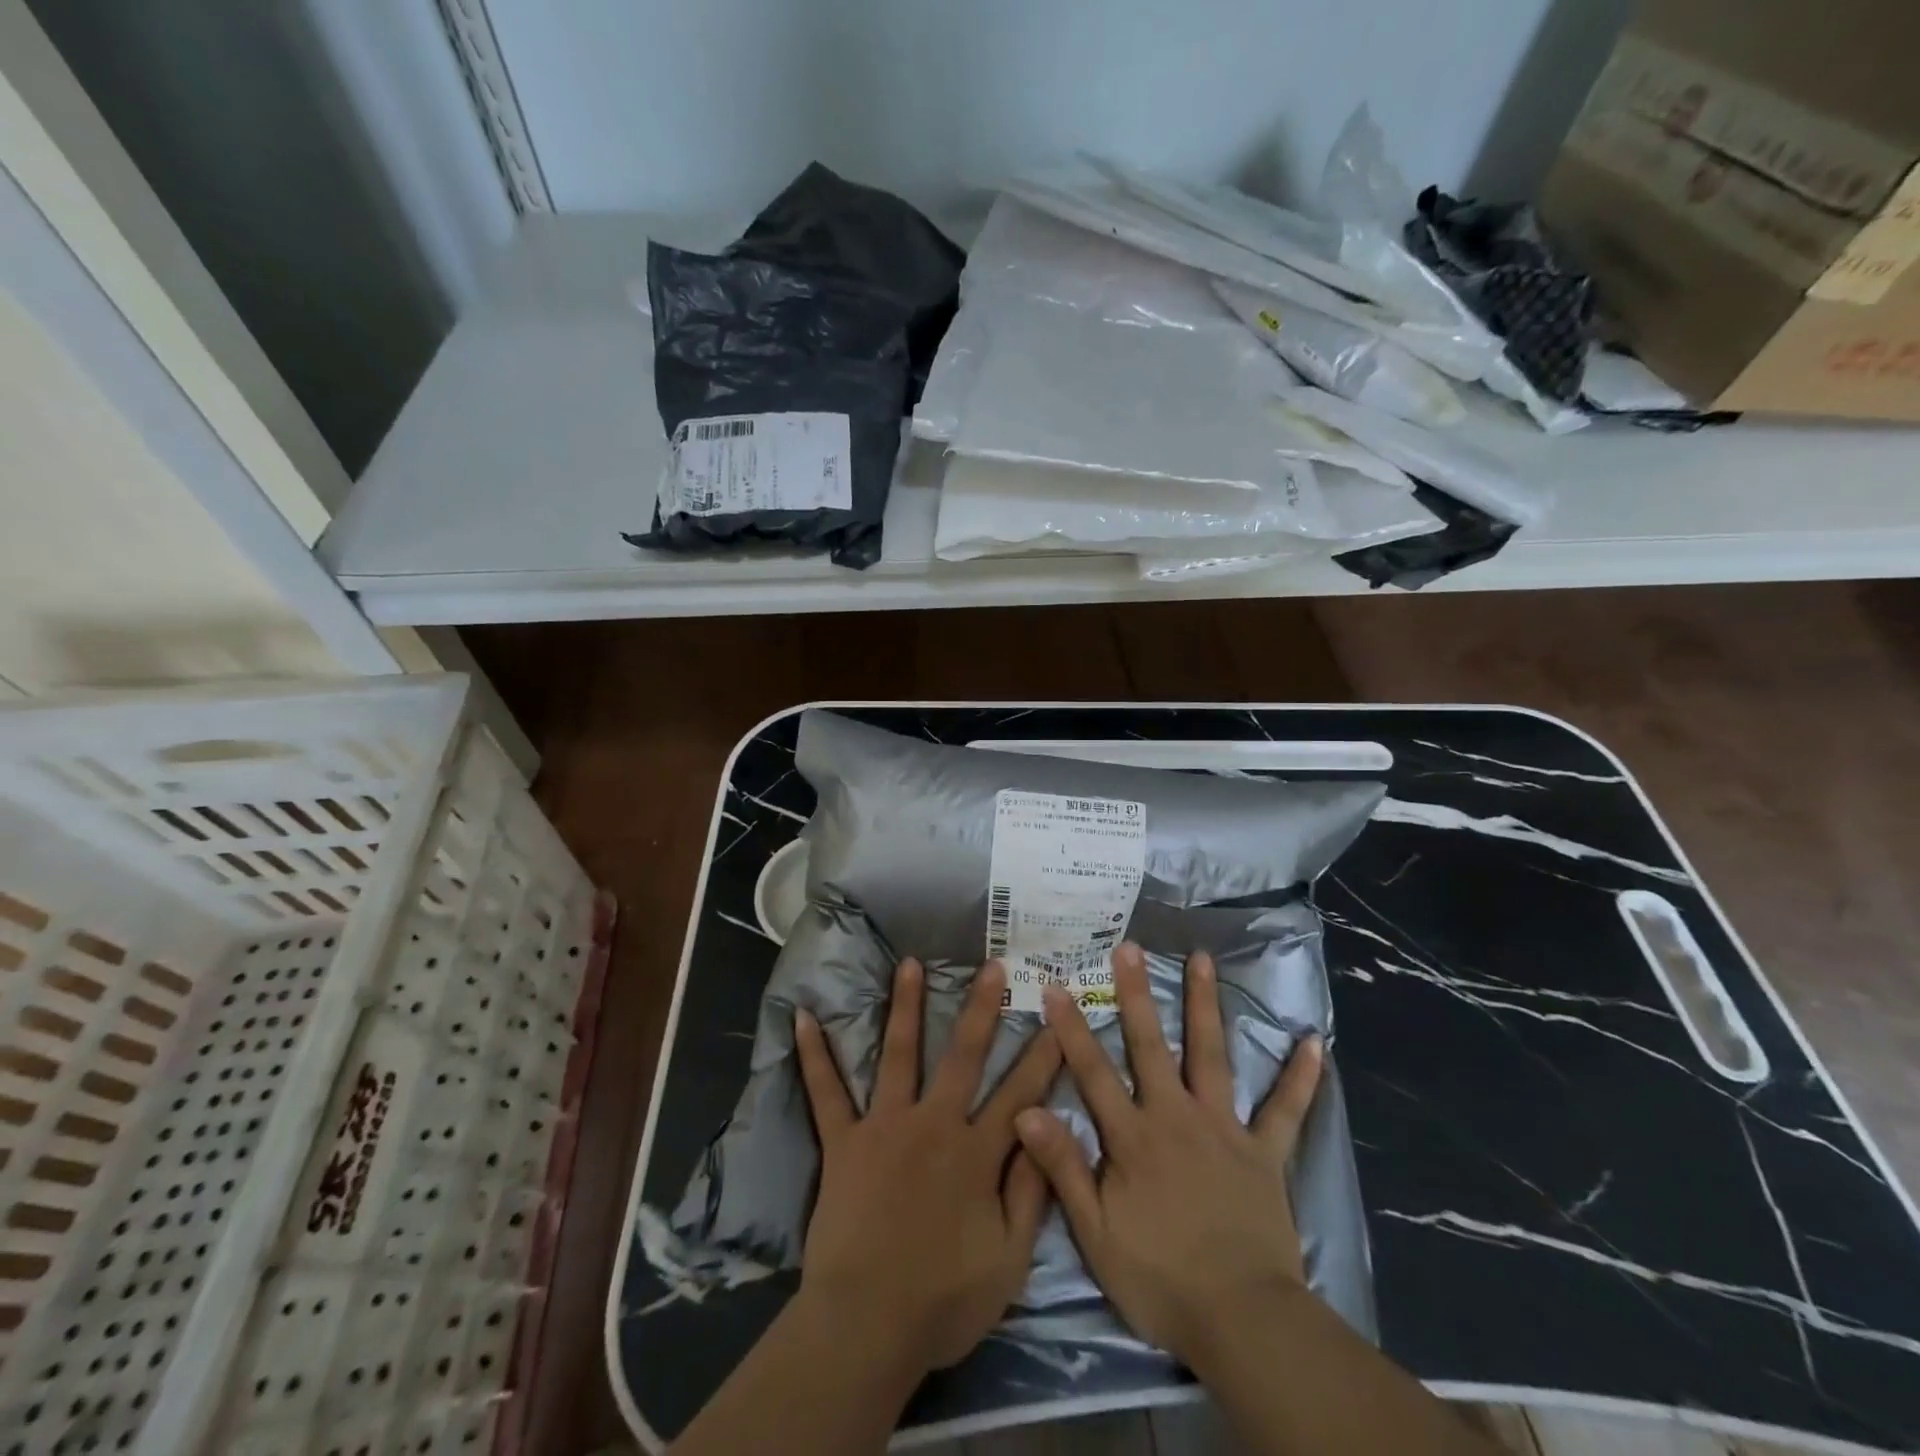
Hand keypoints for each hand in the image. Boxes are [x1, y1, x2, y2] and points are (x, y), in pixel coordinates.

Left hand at [795, 957, 1062, 1372]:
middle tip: (992, 965)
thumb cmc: (942, 1301)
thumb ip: (1031, 1192)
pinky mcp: (844, 1141)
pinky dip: (814, 1055)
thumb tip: (1047, 1129)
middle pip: (963, 1056)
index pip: (1020, 1093)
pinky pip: (826, 1092)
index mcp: (976, 1154)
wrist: (865, 1326)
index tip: (1058, 1017)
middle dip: (981, 1008)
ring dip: (904, 1006)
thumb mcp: (1009, 1262)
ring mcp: (885, 1126)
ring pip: (899, 1054)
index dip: (1043, 1055)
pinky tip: (801, 1017)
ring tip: (909, 963)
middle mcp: (934, 1124)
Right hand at [1013, 943, 1323, 1366]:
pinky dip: (1299, 1077)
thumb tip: (1027, 1109)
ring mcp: (1224, 1129)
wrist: (1242, 1321)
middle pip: (1151, 1045)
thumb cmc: (1160, 1279)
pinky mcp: (1265, 1153)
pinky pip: (1285, 1110)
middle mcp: (1176, 1116)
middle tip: (1130, 947)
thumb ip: (1063, 1167)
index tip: (1056, 985)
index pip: (1094, 1071)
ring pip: (1212, 1055)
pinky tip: (1313, 1042)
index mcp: (1133, 1137)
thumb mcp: (1096, 1233)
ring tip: (1203, 959)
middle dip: (1137, 994)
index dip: (1072, 1028)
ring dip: (1206, 1005)